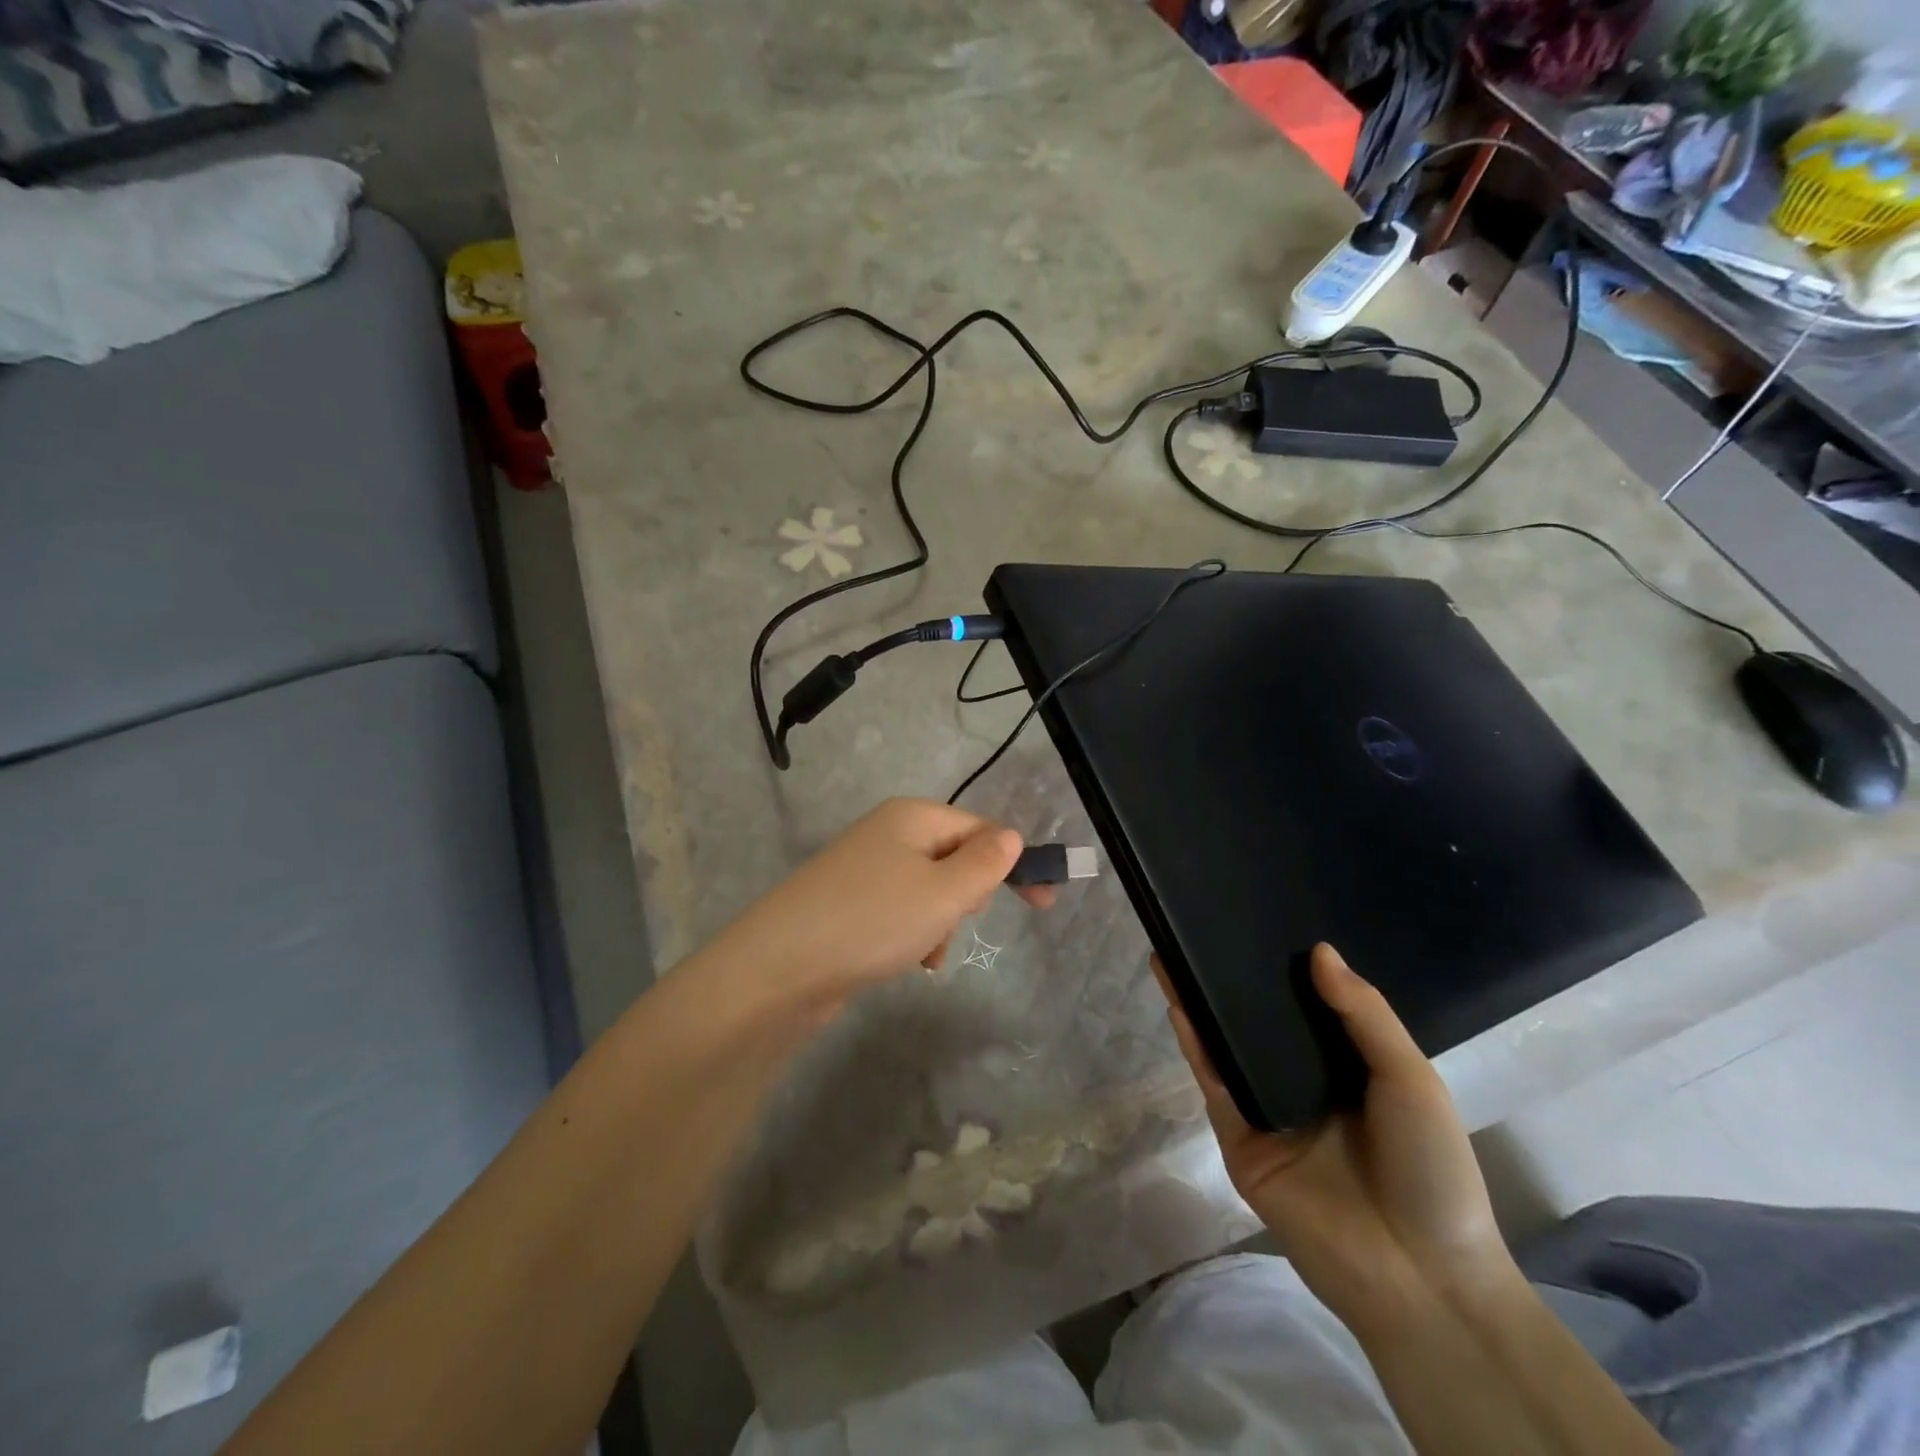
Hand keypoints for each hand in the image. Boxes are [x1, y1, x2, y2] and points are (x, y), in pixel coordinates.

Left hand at [715, 798, 1051, 1012]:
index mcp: (913, 817)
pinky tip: (908, 963)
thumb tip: (1011, 836)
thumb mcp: (944, 892)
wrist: (779, 968)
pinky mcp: (848, 903)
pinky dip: (913, 935)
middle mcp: (887, 833)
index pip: (981, 829)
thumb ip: (985, 863)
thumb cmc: (873, 921)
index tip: (1044, 905)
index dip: (1013, 863)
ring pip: (929, 891)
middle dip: (967, 896)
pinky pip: (900, 912)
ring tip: (927, 953)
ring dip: (941, 923)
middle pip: (954, 858)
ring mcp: (863, 868)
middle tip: (956, 921)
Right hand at [1154, 945, 1516, 1328]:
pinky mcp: (1240, 1141)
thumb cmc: (1431, 1171)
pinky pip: (1215, 1084)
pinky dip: (1195, 1044)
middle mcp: (1302, 1083)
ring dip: (1200, 1003)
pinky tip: (1179, 1004)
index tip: (1261, 921)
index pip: (1307, 1007)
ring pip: (1227, 1046)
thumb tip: (1320, 950)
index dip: (1284, 967)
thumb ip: (1364, 1014)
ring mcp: (1267, 1112)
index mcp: (1347, 1069)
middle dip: (1231, 979)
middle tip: (1204, 929)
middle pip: (1259, 1022)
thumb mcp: (1410, 1080)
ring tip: (1173, 953)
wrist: (1421, 1278)